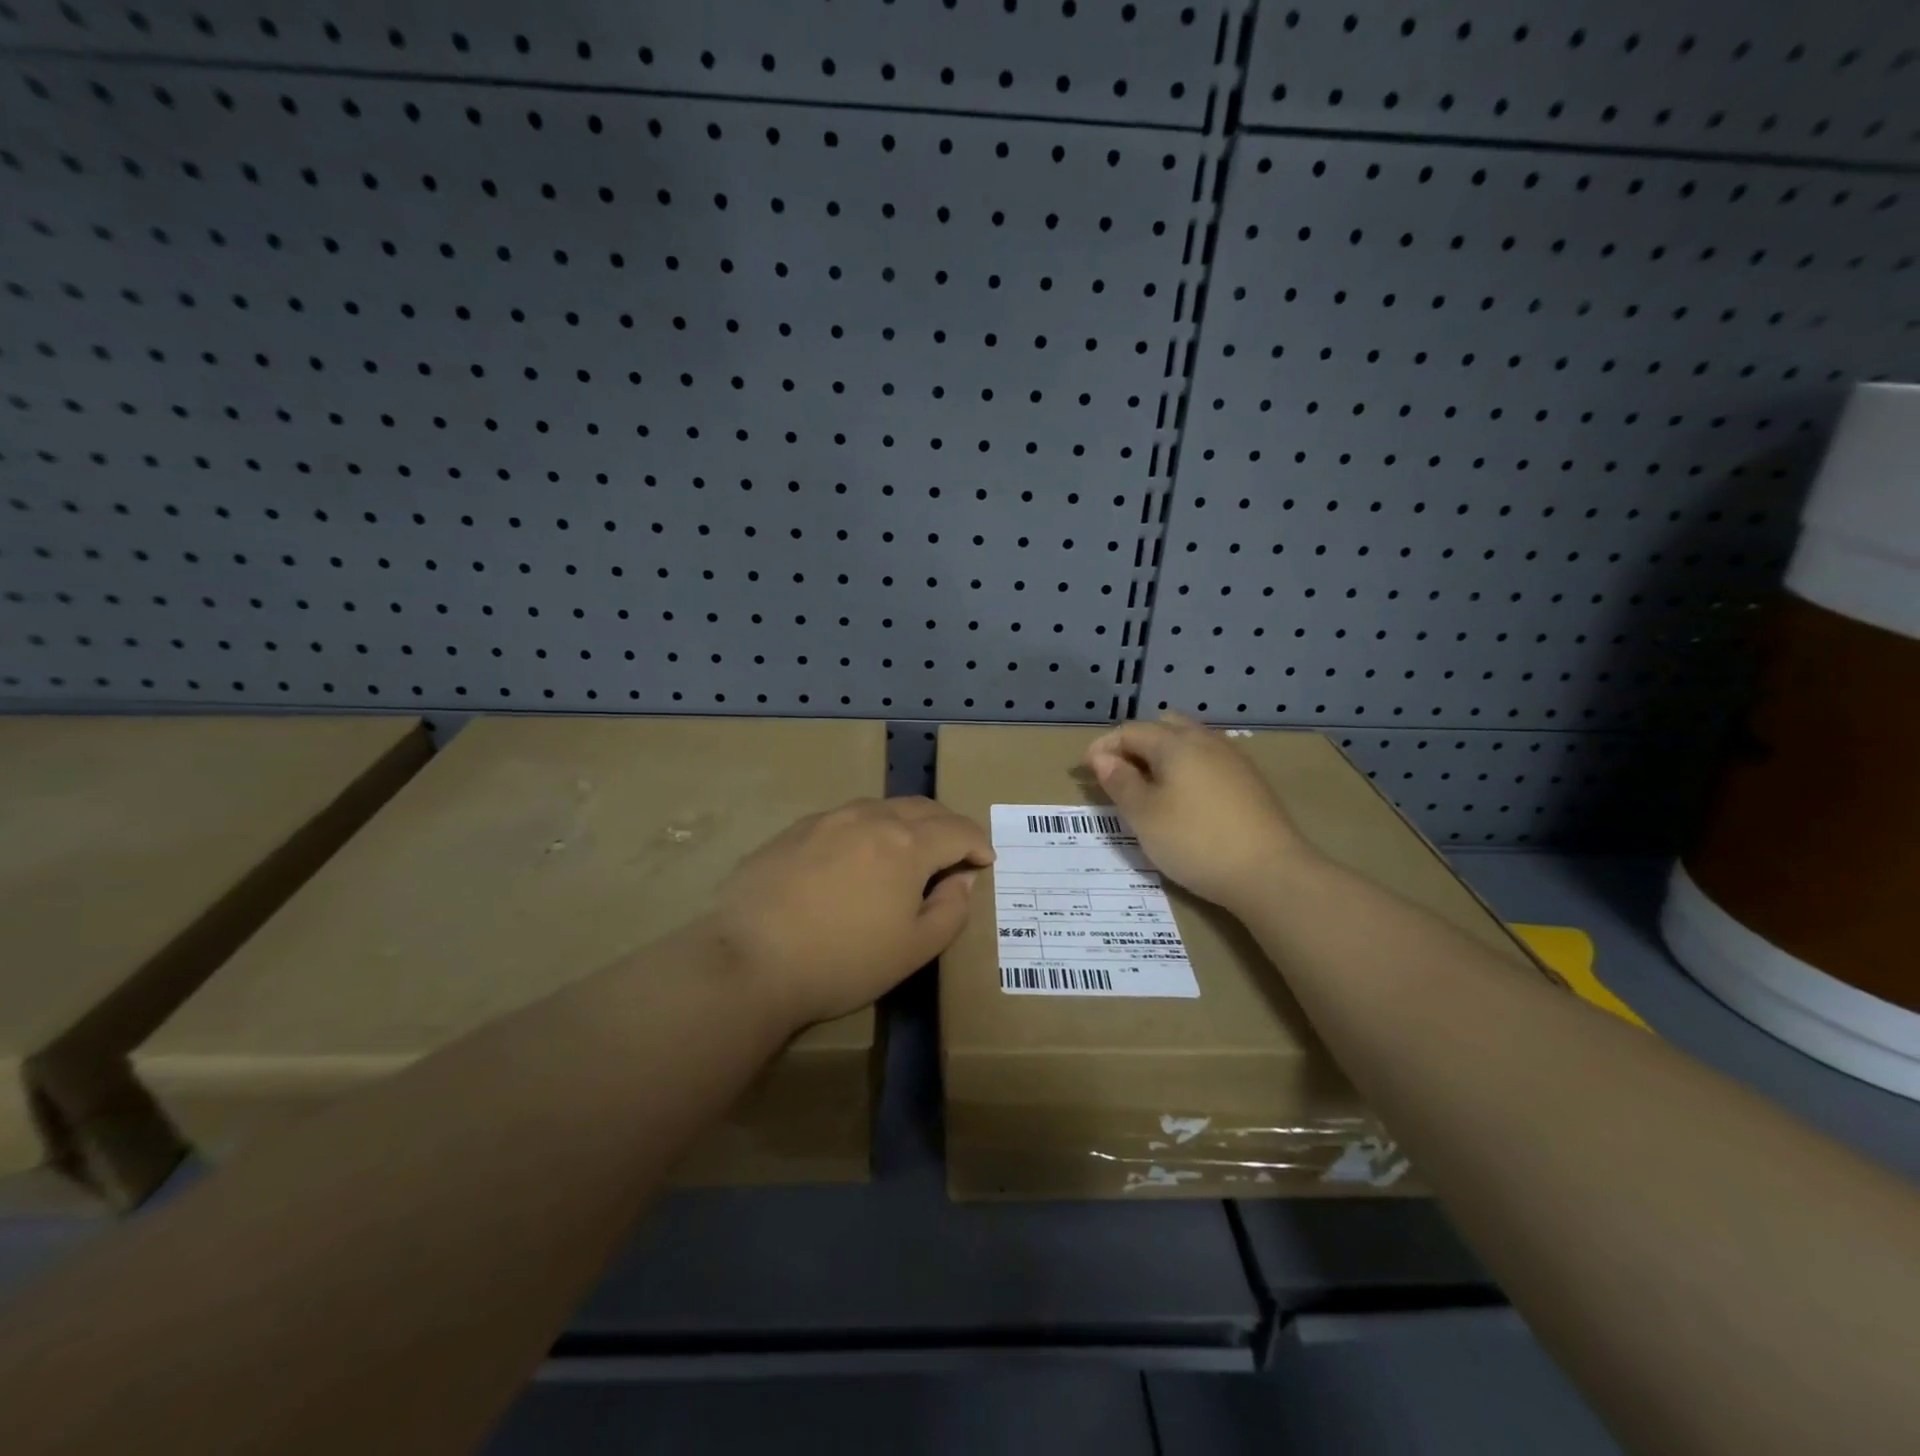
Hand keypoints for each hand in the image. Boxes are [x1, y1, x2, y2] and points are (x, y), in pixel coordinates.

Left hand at [710, 797, 994, 1027]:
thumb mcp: (914, 949)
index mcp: (908, 843)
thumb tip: (962, 879)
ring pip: (881, 807)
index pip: (958, 830)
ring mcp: (828, 819)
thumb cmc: (842, 961)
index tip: (985, 862)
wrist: (749, 959)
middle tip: (954, 851)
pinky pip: (845, 818)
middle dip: (946, 826)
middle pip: (922, 808)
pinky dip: (867, 829)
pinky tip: (855, 857)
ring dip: (906, 822)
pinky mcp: (794, 830)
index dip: (978, 844)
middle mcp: (871, 818)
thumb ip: (950, 910)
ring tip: (907, 851)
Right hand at [1084, 714, 1312, 909]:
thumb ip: (1120, 782)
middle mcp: (1206, 740)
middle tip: (1118, 774)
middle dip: (1135, 744)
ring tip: (1149, 785)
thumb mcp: (1143, 815)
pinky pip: (1208, 760)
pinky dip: (1187, 768)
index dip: (1103, 747)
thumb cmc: (1195, 841)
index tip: (1085, 771)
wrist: (1270, 872)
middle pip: (1163, 727)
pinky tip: (1185, 797)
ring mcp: (1233, 759)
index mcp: (1175, 743)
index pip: (1130, 731)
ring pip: (1189, 742)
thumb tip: (1102, 757)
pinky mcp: (1250, 781)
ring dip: (1163, 755)